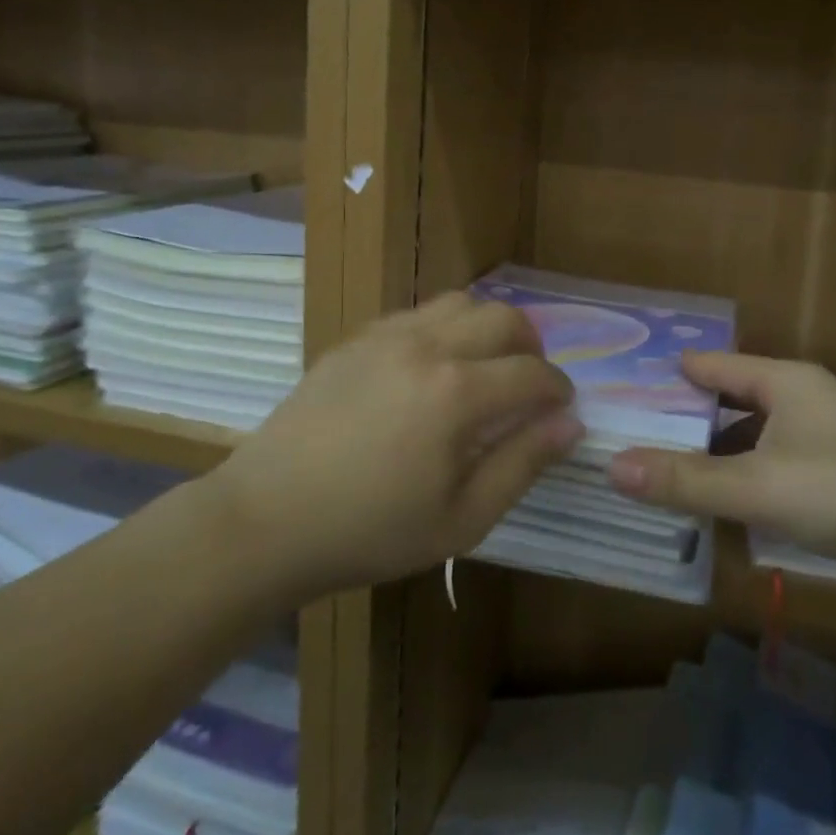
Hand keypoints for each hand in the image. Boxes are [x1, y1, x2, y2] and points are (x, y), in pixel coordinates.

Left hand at [218, 292, 581, 598]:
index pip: (533, 372)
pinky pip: (417, 313)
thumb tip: (569, 423)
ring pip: (461, 302)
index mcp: (457, 394)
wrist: (266, 520)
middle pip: (505, 318)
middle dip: (531, 347)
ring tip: (483, 367)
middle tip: (528, 384)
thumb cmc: (370, 532)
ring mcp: (387, 335)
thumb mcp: (461, 520)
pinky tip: (430, 368)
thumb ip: (522, 465)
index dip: (558, 389)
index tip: (561, 408)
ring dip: (487, 328)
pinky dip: (443, 328)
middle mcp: (428, 347)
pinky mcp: (356, 339)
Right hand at [608, 353, 835, 586]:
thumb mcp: (755, 486)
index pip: (715, 365)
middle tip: (638, 433)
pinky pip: (776, 468)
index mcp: (785, 382)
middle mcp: (804, 401)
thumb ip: (684, 480)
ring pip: (755, 438)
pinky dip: (747, 480)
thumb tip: (612, 467)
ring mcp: (825, 439)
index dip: (673, 374)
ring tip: (670, 471)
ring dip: (718, 455)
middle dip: (690, 418)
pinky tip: (723, 505)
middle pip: (733, 401)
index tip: (628, 384)